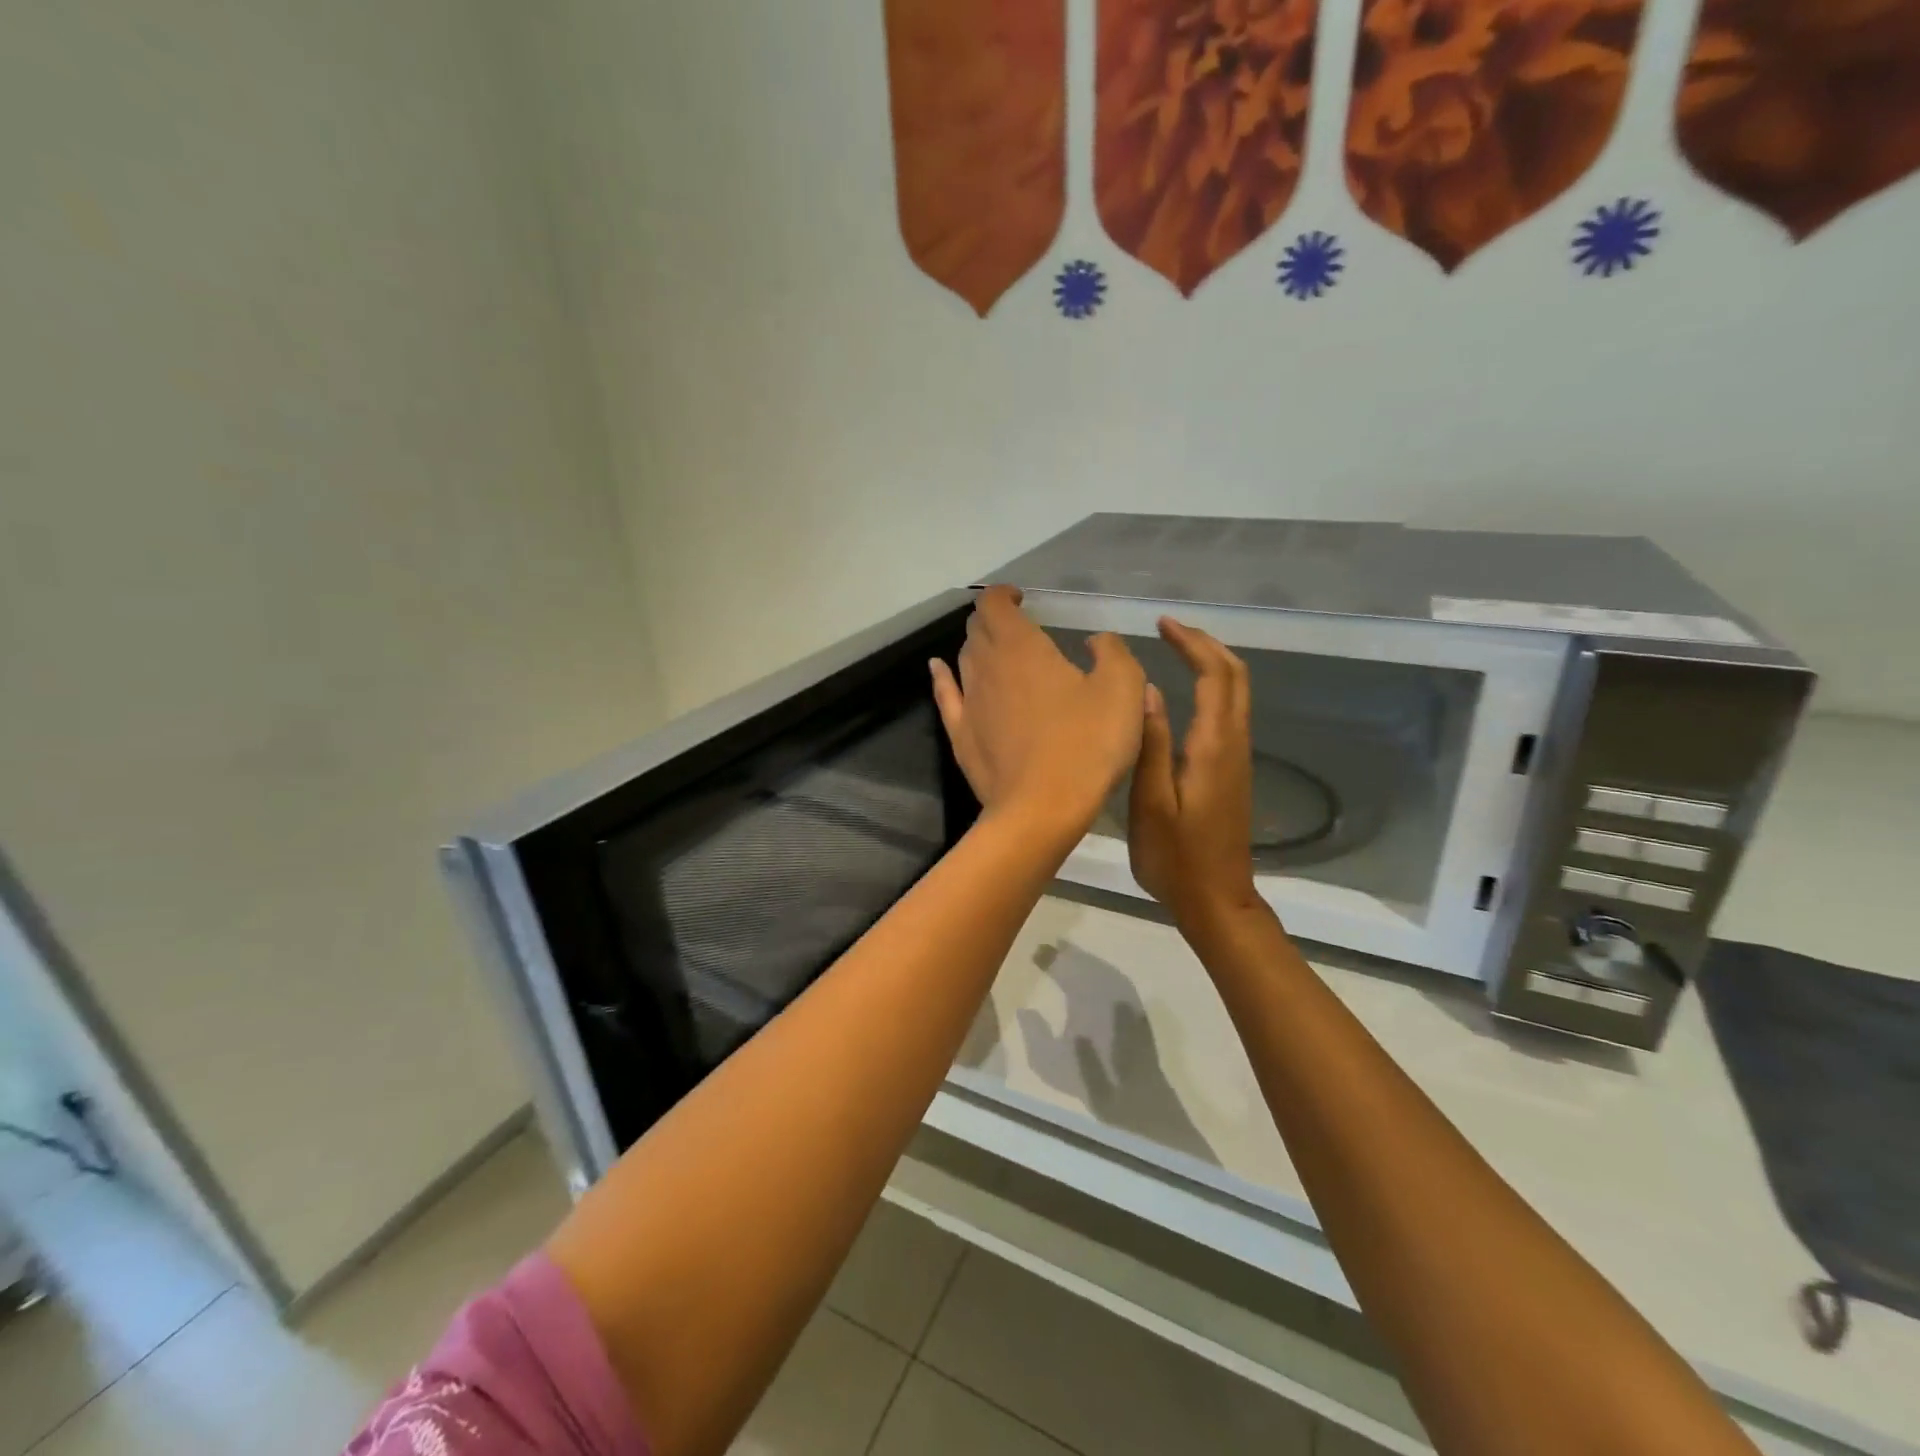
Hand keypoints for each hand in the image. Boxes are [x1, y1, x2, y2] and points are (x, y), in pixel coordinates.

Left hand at [930, 585, 1145, 838]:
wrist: (1041, 810)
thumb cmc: (1086, 745)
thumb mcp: (1123, 689)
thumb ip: (1112, 653)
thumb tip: (1096, 641)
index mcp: (1021, 647)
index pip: (995, 604)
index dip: (1004, 594)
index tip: (1022, 598)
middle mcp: (986, 666)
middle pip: (978, 629)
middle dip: (993, 619)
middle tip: (1016, 626)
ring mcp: (968, 701)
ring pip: (964, 659)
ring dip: (978, 647)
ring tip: (997, 651)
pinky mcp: (960, 735)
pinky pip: (945, 694)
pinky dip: (942, 676)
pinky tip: (939, 668)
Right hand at [1128, 618, 1262, 932]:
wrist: (1217, 901)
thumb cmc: (1176, 858)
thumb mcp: (1151, 803)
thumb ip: (1151, 744)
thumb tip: (1147, 690)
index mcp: (1213, 747)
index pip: (1214, 676)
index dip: (1191, 644)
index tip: (1162, 625)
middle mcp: (1233, 744)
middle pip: (1235, 677)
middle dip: (1206, 644)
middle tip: (1169, 629)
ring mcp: (1238, 758)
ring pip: (1237, 693)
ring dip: (1212, 662)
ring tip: (1174, 649)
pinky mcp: (1234, 771)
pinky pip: (1230, 712)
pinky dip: (1213, 686)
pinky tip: (1186, 691)